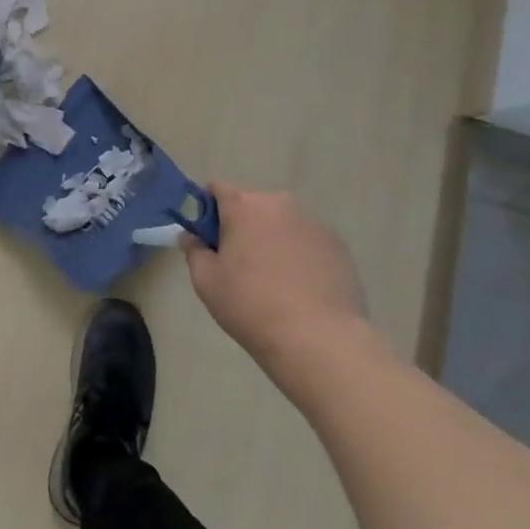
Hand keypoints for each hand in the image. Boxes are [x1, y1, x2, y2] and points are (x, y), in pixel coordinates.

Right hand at [182, 183, 371, 365]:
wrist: (319, 340)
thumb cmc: (252, 306)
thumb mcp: (207, 282)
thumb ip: (194, 251)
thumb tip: (192, 236)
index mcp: (244, 206)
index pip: (217, 188)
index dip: (208, 209)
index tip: (209, 238)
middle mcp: (279, 204)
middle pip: (251, 205)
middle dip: (242, 225)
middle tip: (239, 264)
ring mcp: (313, 223)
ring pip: (281, 222)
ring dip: (272, 238)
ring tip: (274, 279)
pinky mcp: (338, 245)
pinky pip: (307, 240)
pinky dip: (299, 253)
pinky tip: (300, 287)